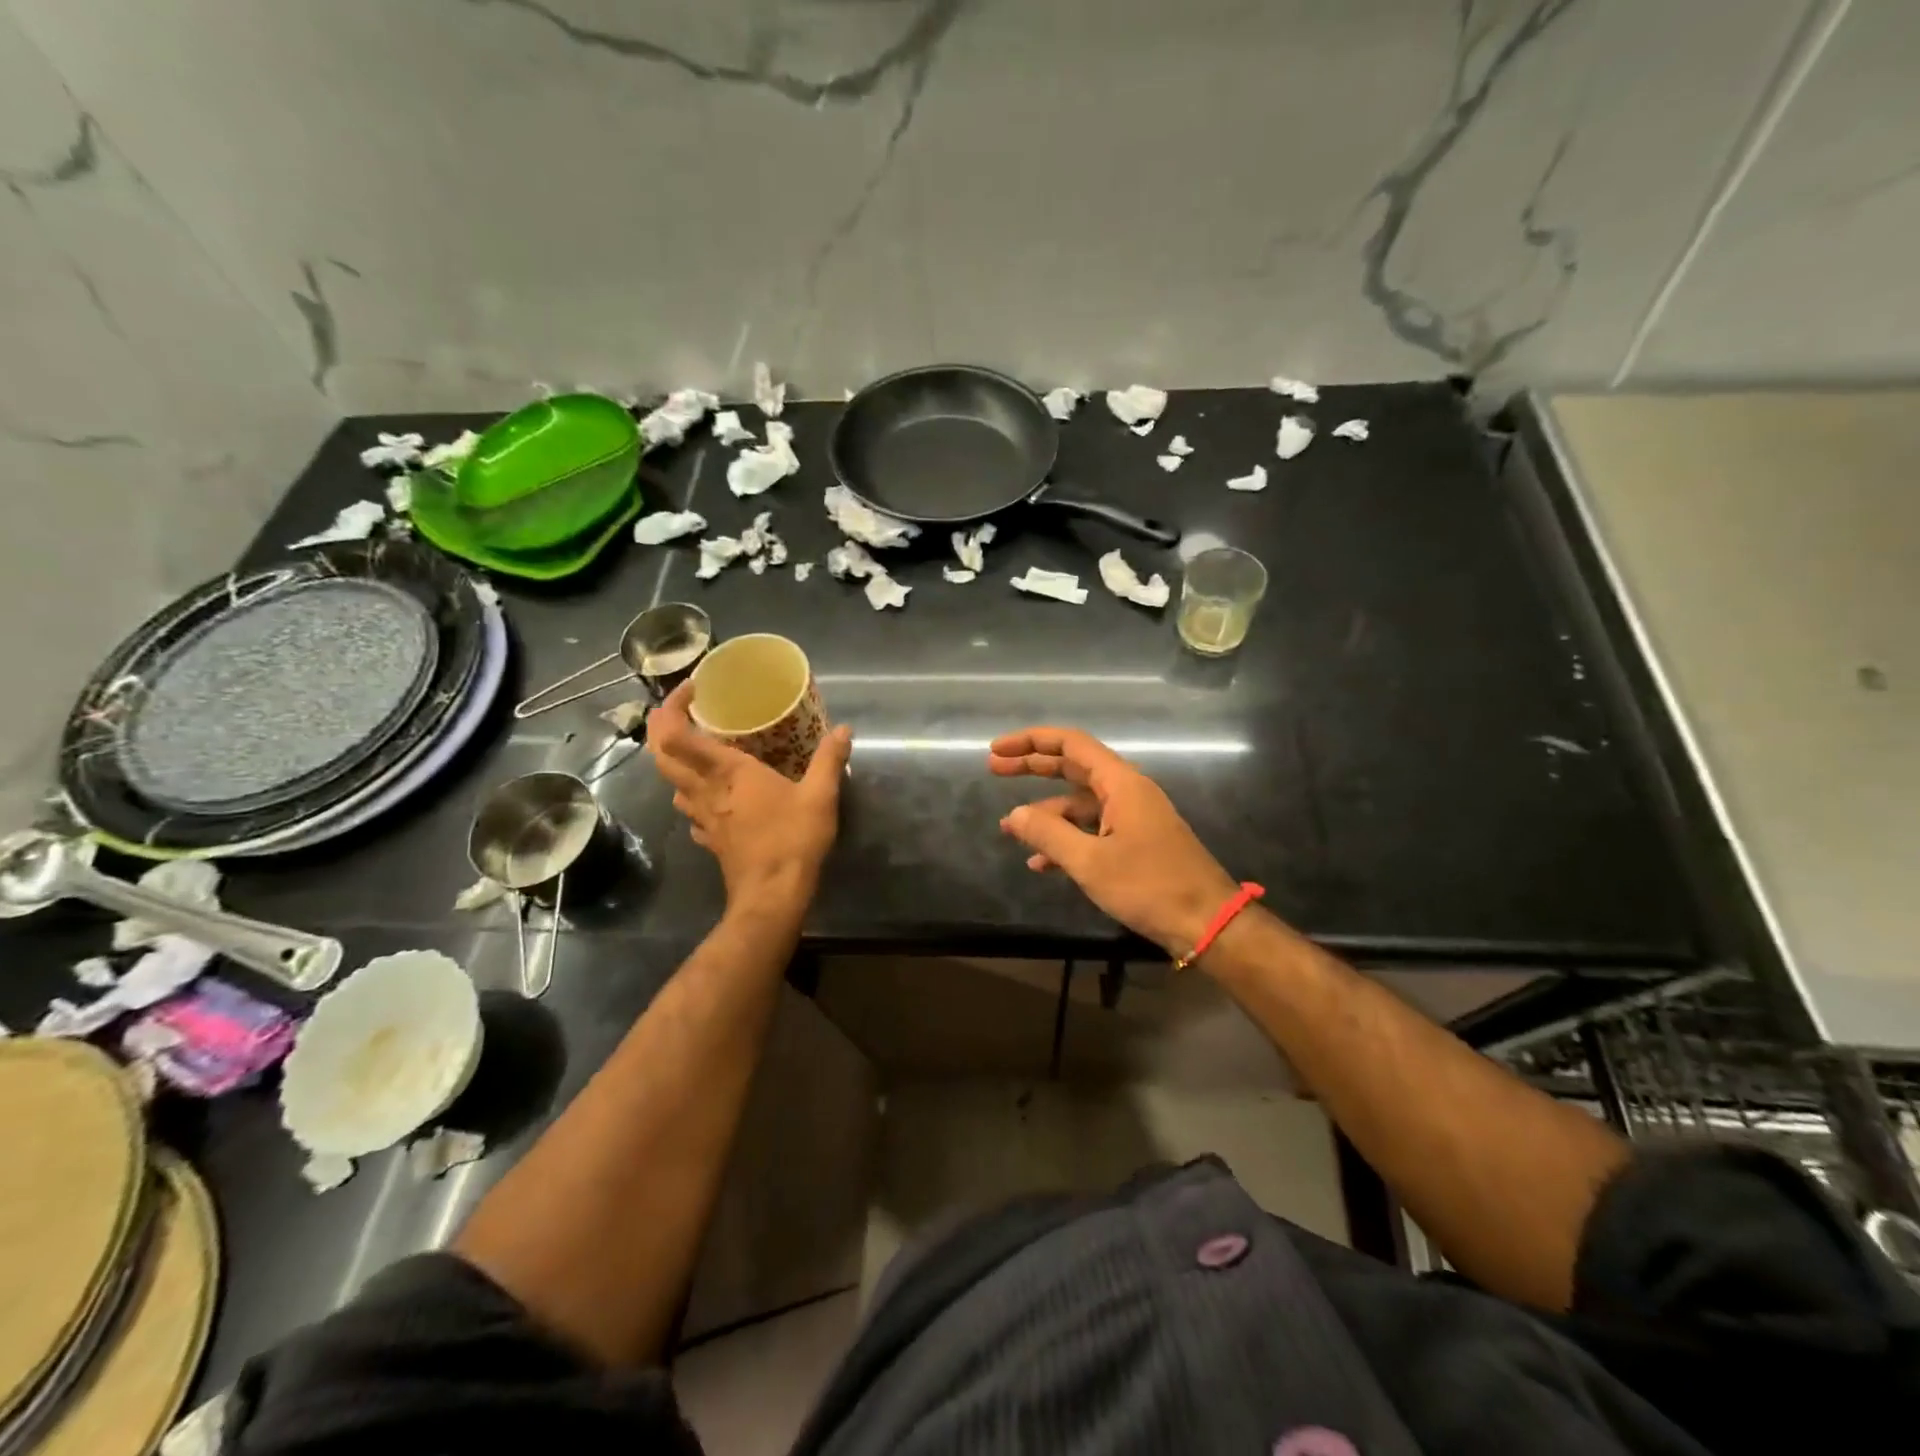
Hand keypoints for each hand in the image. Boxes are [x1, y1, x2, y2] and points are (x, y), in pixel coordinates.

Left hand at [649, 682, 852, 912]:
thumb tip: (844, 729)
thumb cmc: (792, 839)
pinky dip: (692, 796)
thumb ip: (829, 759)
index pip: (677, 735)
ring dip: (674, 762)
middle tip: (679, 711)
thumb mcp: (820, 795)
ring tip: (696, 750)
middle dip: (660, 729)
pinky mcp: (709, 839)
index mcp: (727, 772)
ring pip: (671, 784)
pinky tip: (712, 797)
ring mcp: (702, 817)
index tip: (692, 690)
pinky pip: (690, 811)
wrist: (771, 896)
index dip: (673, 708)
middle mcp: (705, 790)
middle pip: (662, 756)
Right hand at [989, 727, 1240, 957]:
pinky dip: (1066, 840)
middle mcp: (1127, 792)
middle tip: (993, 769)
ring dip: (1045, 813)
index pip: (1071, 744)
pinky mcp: (1135, 842)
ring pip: (1080, 803)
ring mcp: (1132, 817)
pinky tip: (1041, 863)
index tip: (998, 749)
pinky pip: (1092, 830)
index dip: (1031, 741)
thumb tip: (1014, 815)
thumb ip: (1049, 834)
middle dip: (1033, 768)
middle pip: (1073, 768)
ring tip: (1009, 828)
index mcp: (1121, 783)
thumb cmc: (1149, 886)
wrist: (1207, 923)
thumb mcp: (1091, 862)